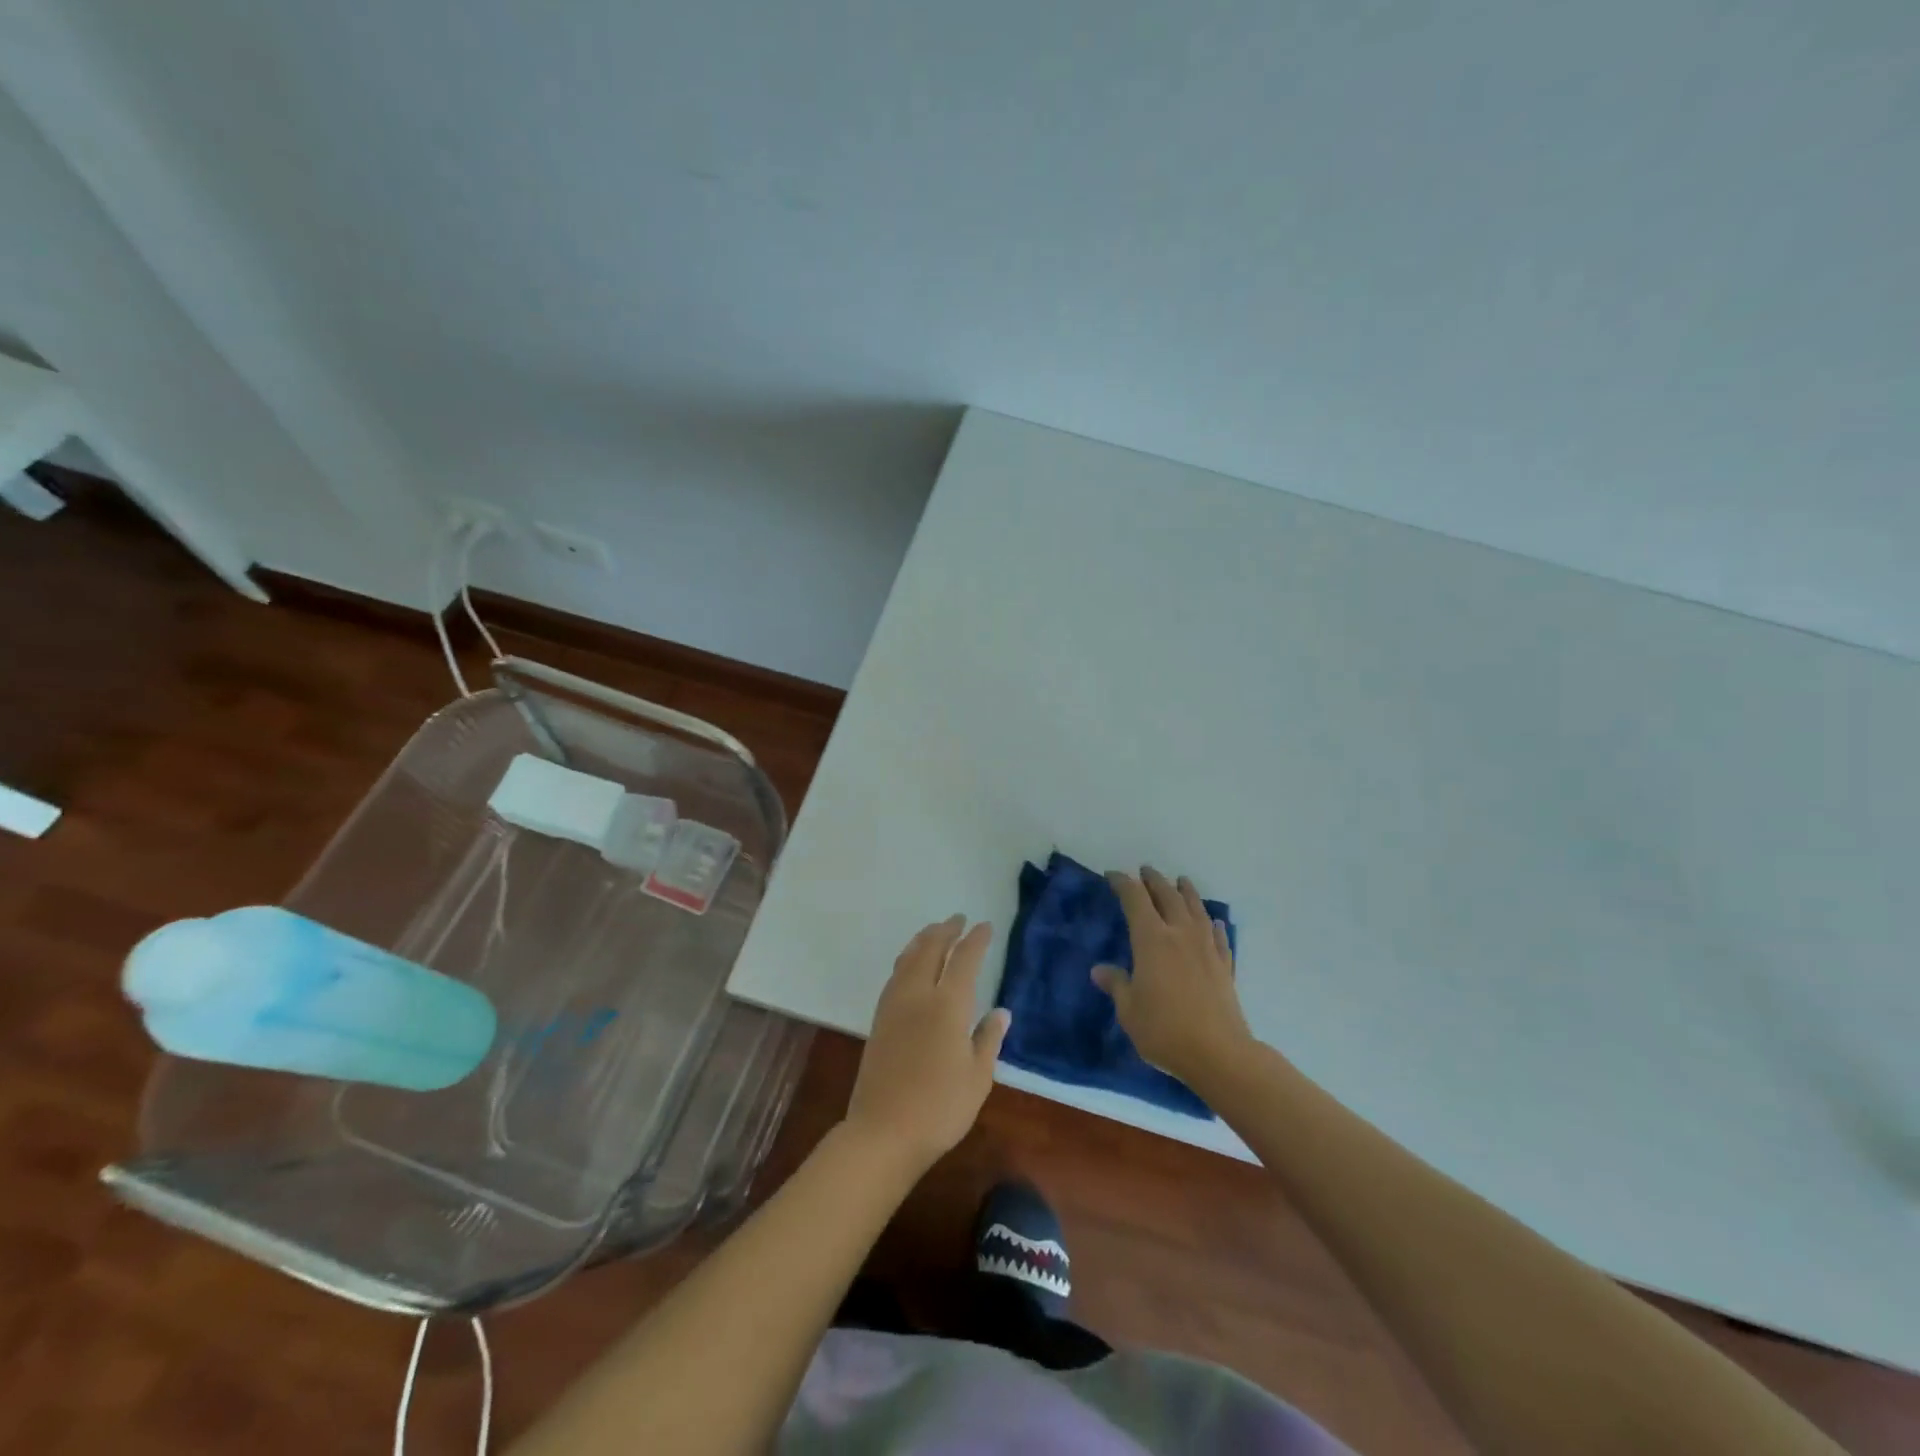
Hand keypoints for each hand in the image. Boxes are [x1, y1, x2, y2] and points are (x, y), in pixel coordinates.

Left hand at [844, 917, 1010, 1175]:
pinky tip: (909, 965)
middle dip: (946, 931)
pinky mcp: (879, 1020)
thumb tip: (1001, 1012)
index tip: (985, 926)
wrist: (883, 1132)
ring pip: (908, 959)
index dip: (975, 940)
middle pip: (930, 950)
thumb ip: (988, 1039)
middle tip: (958, 920)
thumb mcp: (977, 1077)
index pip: (964, 960)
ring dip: (923, 940)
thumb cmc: (940, 1108)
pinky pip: (895, 975)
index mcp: (948, 1005)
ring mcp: (894, 1006)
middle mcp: (918, 995)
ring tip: (934, 932)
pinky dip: (907, 959)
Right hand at [1093, 867, 1256, 1088]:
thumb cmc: (1165, 1030)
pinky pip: (1218, 935)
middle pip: (1168, 896)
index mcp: (1151, 940)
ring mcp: (1206, 948)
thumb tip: (1100, 970)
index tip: (1113, 875)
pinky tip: (1213, 921)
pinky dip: (1212, 923)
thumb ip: (1117, 985)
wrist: (1219, 1053)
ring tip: (1181, 881)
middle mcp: (1180, 934)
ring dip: (1186, 892)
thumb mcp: (1129, 1010)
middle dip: (1154, 880)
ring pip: (1196, 909)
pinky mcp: (1225, 965)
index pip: (1135, 899)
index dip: (1123, 883)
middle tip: (1146, 871)